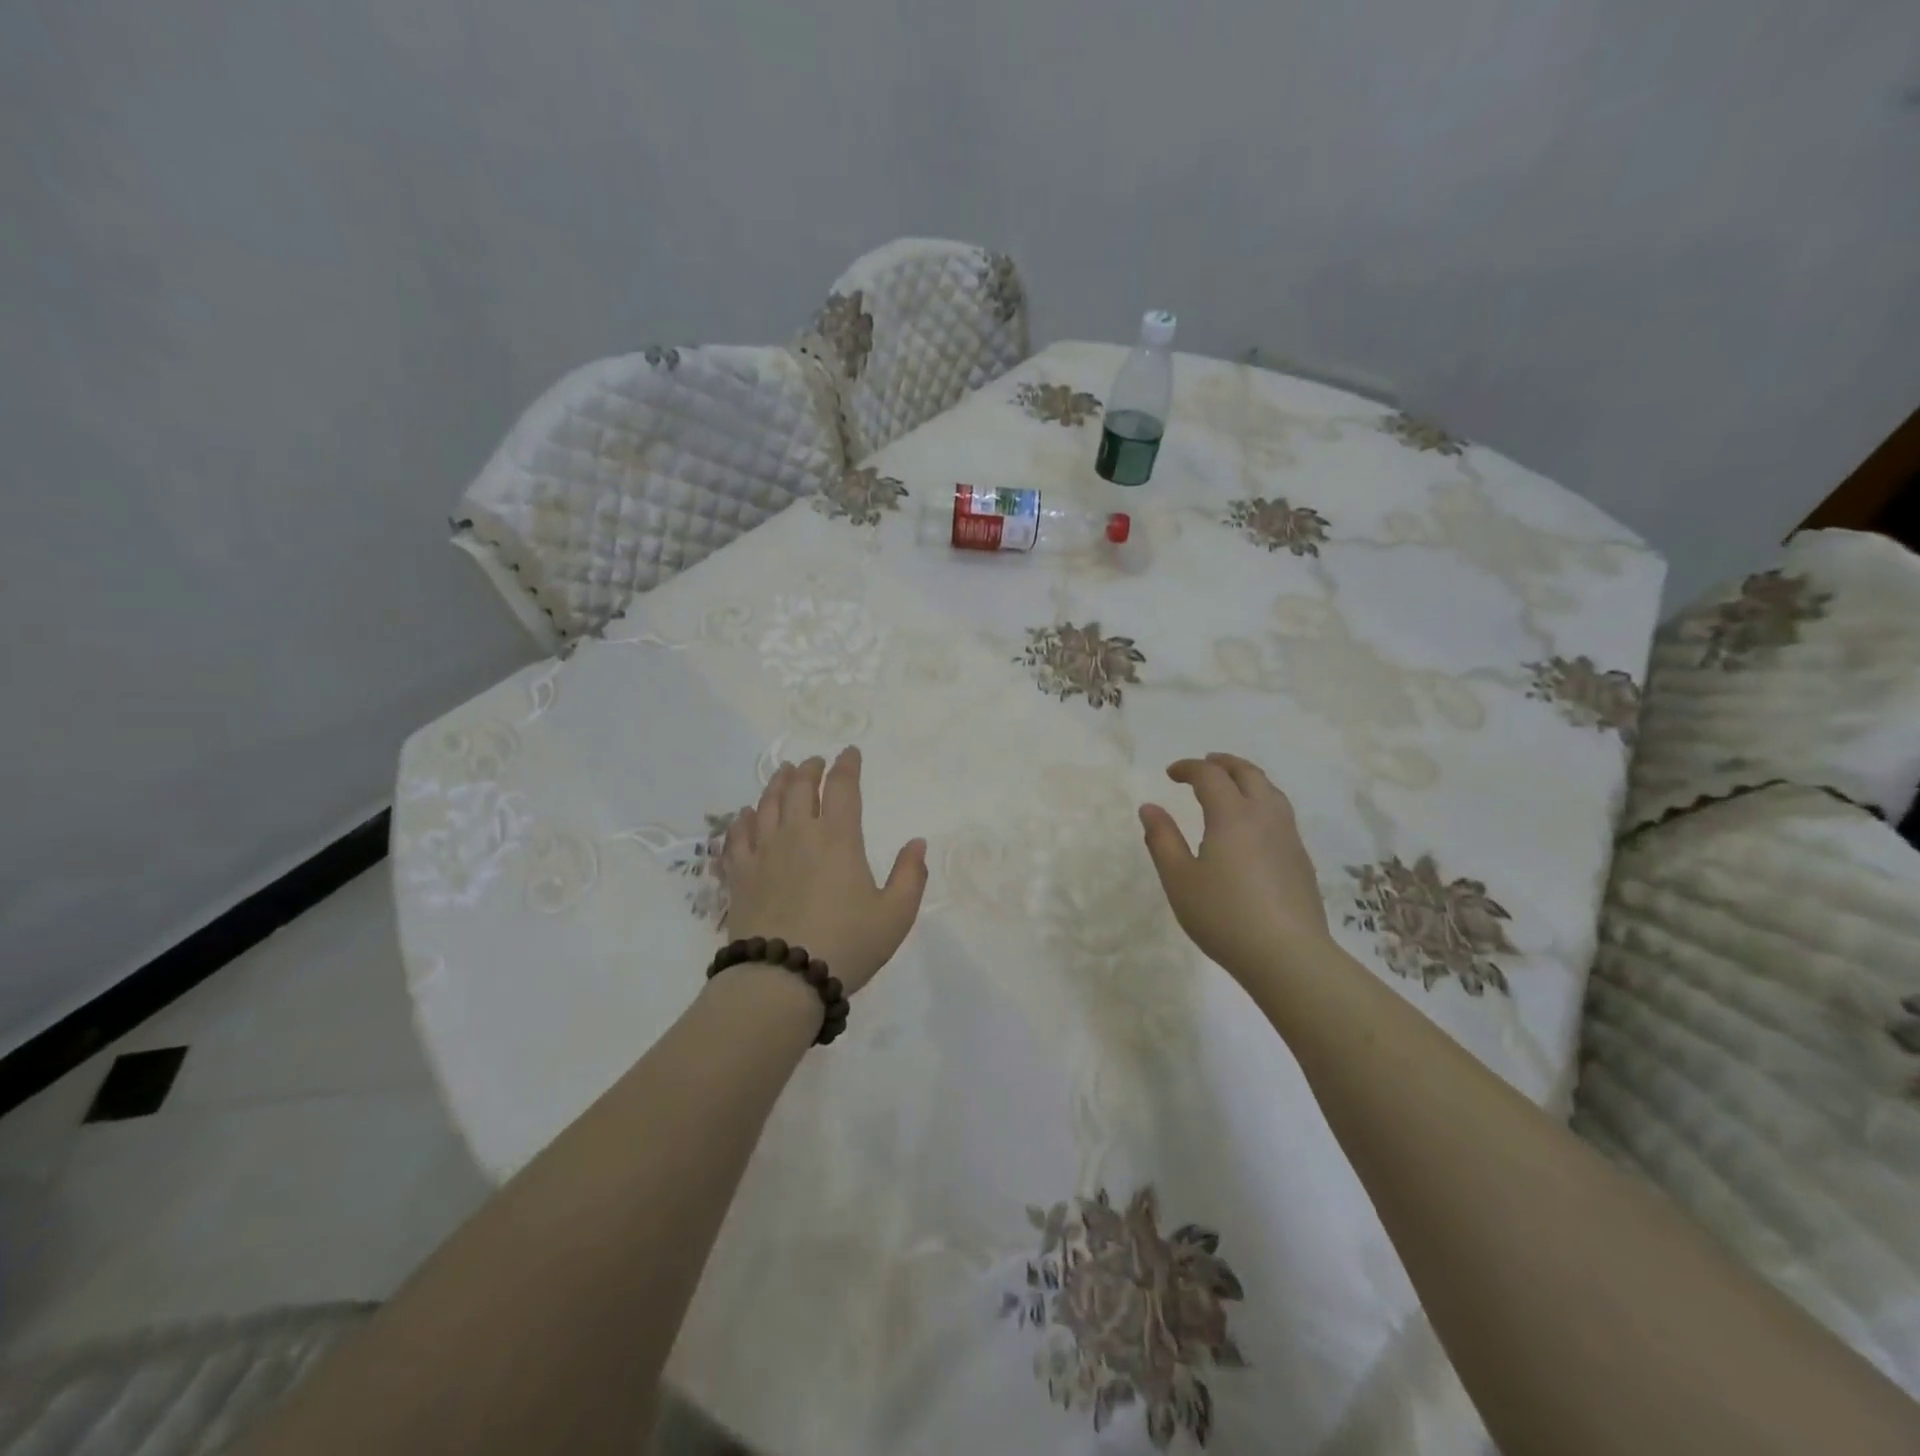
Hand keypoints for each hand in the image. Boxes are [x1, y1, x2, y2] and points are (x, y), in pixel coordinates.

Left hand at [722, 747, 927, 994]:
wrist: (782, 979)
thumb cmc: (847, 944)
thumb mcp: (895, 915)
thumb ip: (910, 876)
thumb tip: (917, 843)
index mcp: (838, 839)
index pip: (842, 788)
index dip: (847, 766)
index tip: (849, 753)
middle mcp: (798, 834)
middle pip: (799, 788)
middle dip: (809, 770)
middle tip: (813, 763)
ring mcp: (764, 853)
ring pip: (767, 804)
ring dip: (777, 784)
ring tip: (783, 774)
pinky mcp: (740, 876)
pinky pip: (737, 836)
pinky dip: (743, 819)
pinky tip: (746, 815)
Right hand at [1139, 752, 1331, 983]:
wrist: (1288, 956)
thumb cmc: (1224, 916)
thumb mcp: (1179, 880)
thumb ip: (1162, 839)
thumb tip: (1150, 808)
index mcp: (1232, 815)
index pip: (1210, 776)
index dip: (1189, 768)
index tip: (1171, 774)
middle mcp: (1264, 816)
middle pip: (1248, 774)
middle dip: (1224, 764)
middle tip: (1204, 765)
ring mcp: (1288, 837)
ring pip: (1271, 791)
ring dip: (1248, 779)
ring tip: (1231, 787)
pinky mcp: (1301, 860)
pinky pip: (1281, 814)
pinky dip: (1262, 802)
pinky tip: (1253, 827)